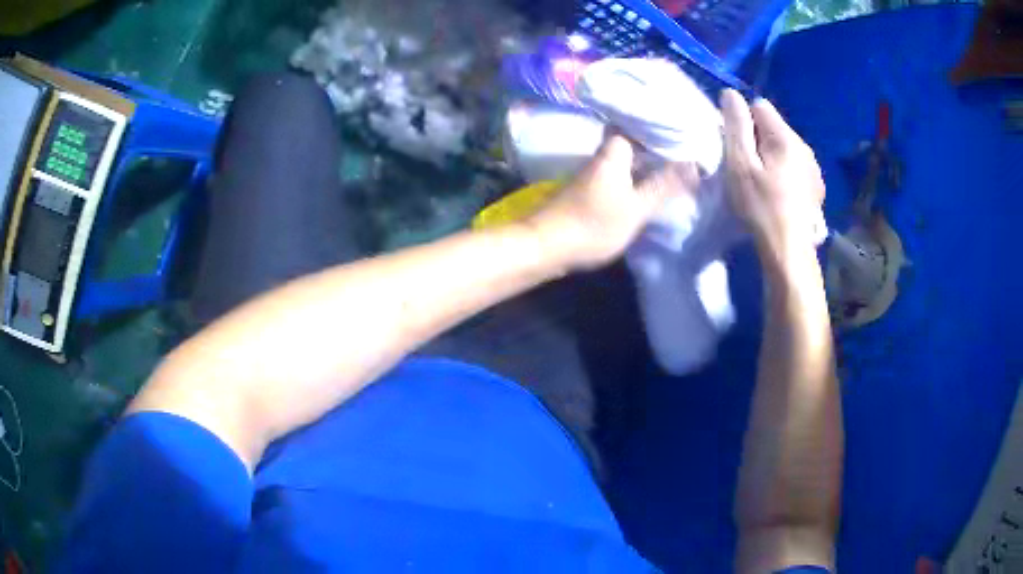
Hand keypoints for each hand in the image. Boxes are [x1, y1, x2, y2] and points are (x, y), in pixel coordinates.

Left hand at [526, 134, 698, 270]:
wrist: (546, 246)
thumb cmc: (592, 225)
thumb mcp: (636, 209)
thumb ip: (664, 186)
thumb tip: (693, 165)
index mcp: (613, 152)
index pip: (636, 122)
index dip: (658, 123)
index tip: (681, 126)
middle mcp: (602, 155)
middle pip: (631, 139)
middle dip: (656, 142)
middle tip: (684, 147)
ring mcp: (593, 172)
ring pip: (625, 156)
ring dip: (646, 158)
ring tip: (675, 163)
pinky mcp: (588, 188)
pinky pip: (618, 171)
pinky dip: (635, 173)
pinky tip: (650, 183)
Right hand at [720, 90, 824, 274]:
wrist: (789, 251)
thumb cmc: (761, 206)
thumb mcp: (740, 164)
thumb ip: (736, 126)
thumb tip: (731, 94)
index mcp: (786, 138)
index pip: (760, 106)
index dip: (743, 121)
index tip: (737, 147)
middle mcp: (804, 146)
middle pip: (774, 127)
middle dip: (757, 139)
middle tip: (747, 169)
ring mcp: (813, 168)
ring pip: (785, 147)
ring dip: (771, 157)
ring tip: (763, 184)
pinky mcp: (816, 187)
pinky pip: (795, 166)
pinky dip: (784, 173)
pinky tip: (779, 195)